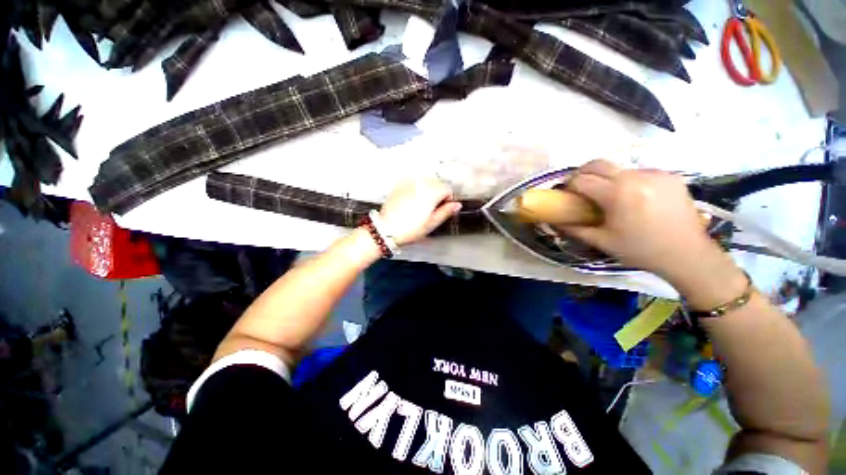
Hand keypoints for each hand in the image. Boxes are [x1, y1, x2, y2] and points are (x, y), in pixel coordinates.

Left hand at [379, 179, 461, 245]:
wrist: (386, 229)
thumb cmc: (410, 228)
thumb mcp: (432, 223)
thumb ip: (446, 211)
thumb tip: (457, 205)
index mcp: (431, 192)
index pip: (447, 189)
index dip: (447, 200)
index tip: (442, 209)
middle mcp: (421, 183)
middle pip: (437, 183)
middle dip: (438, 194)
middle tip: (431, 209)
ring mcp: (409, 182)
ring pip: (426, 182)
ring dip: (428, 190)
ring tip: (420, 206)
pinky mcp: (400, 185)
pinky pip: (414, 183)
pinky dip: (417, 189)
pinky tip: (411, 202)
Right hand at [559, 160, 745, 302]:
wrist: (688, 254)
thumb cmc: (641, 250)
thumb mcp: (602, 242)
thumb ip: (575, 229)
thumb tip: (554, 221)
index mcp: (618, 194)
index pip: (582, 180)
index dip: (569, 185)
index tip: (566, 194)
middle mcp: (636, 177)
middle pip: (598, 164)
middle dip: (582, 173)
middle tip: (579, 188)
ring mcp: (655, 173)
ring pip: (619, 167)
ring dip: (606, 178)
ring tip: (610, 196)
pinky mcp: (669, 175)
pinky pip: (638, 172)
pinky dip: (627, 180)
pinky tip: (632, 197)